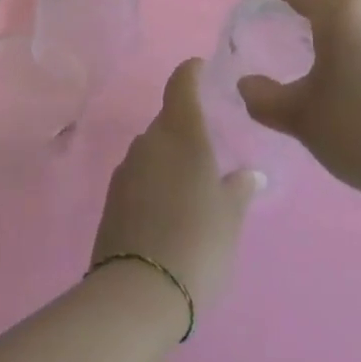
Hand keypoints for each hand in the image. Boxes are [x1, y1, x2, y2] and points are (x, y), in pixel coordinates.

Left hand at [91, 58, 262, 325]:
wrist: (139, 293)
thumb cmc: (198, 243)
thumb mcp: (230, 217)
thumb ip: (239, 189)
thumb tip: (248, 174)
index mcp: (181, 135)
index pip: (181, 85)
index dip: (191, 72)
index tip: (201, 68)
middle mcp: (149, 142)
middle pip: (167, 120)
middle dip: (186, 126)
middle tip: (210, 146)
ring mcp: (126, 170)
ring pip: (152, 149)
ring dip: (170, 157)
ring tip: (192, 183)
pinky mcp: (112, 199)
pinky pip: (139, 176)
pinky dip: (154, 181)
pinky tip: (169, 208)